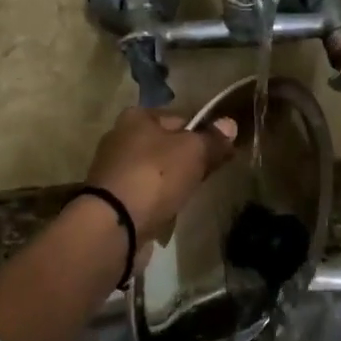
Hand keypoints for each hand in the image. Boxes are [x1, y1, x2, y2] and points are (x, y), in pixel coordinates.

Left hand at [84, 108, 238, 238]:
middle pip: (165, 145)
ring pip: (154, 171)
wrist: (114, 224)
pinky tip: (168, 212)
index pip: (180, 118)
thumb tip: (230, 124)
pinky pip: (143, 194)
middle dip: (186, 160)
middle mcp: (120, 137)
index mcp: (136, 116)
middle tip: (206, 176)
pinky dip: (156, 201)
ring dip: (171, 182)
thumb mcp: (193, 151)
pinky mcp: (110, 198)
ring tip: (188, 197)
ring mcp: (112, 169)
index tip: (220, 152)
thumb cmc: (155, 176)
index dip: (203, 133)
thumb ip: (212, 139)